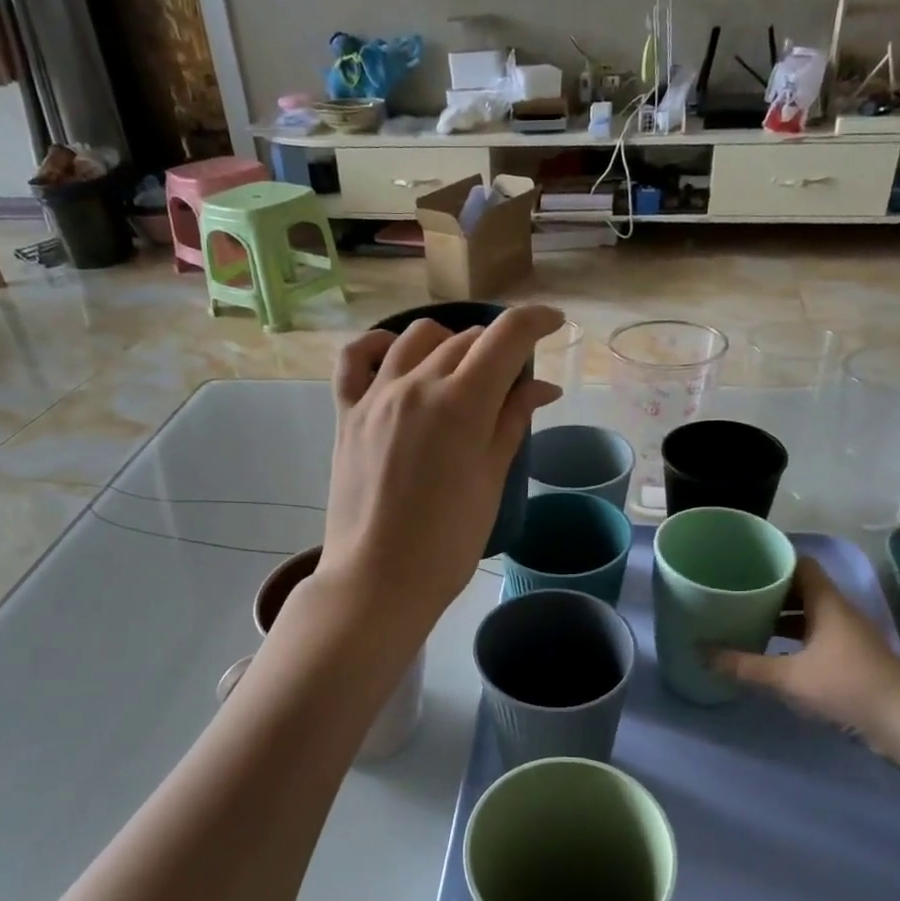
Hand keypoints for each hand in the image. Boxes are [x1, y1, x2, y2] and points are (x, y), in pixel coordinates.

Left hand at [319, 307, 562, 633]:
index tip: (553, 323)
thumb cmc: (448, 541)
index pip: (506, 336)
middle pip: (466, 339)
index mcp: (462, 403)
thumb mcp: (492, 480)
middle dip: (498, 348)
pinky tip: (394, 355)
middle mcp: (417, 384)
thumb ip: (513, 422)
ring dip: (449, 343)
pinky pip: (355, 358)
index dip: (536, 320)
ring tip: (461, 372)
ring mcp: (376, 395)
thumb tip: (541, 387)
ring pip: (417, 338)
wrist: (379, 579)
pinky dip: (377, 345)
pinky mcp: (346, 413)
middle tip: (512, 382)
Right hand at [712, 556, 899, 748]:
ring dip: (781, 616)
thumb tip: (701, 652)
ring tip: (747, 620)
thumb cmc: (845, 685)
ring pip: (808, 614)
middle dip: (769, 590)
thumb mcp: (788, 677)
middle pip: (801, 588)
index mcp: (826, 602)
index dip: (774, 560)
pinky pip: (815, 635)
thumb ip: (744, 665)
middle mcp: (838, 611)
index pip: (800, 564)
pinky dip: (793, 638)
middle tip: (736, 592)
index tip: (743, 563)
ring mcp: (847, 635)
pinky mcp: (850, 657)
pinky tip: (772, 652)